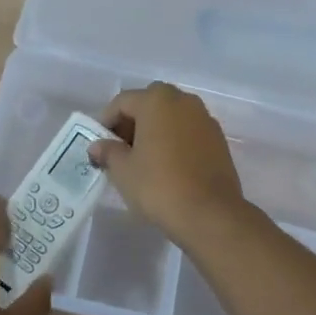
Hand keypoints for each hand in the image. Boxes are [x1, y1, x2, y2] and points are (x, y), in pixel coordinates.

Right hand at [89, 82, 250, 242]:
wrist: (211, 214)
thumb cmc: (159, 186)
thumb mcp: (123, 170)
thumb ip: (108, 151)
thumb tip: (97, 146)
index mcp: (157, 100)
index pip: (122, 102)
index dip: (106, 121)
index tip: (98, 144)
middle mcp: (183, 100)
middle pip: (149, 104)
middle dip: (131, 123)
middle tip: (120, 149)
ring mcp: (204, 118)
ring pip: (171, 116)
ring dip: (154, 130)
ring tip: (143, 159)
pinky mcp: (218, 139)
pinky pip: (188, 131)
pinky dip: (174, 140)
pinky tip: (167, 165)